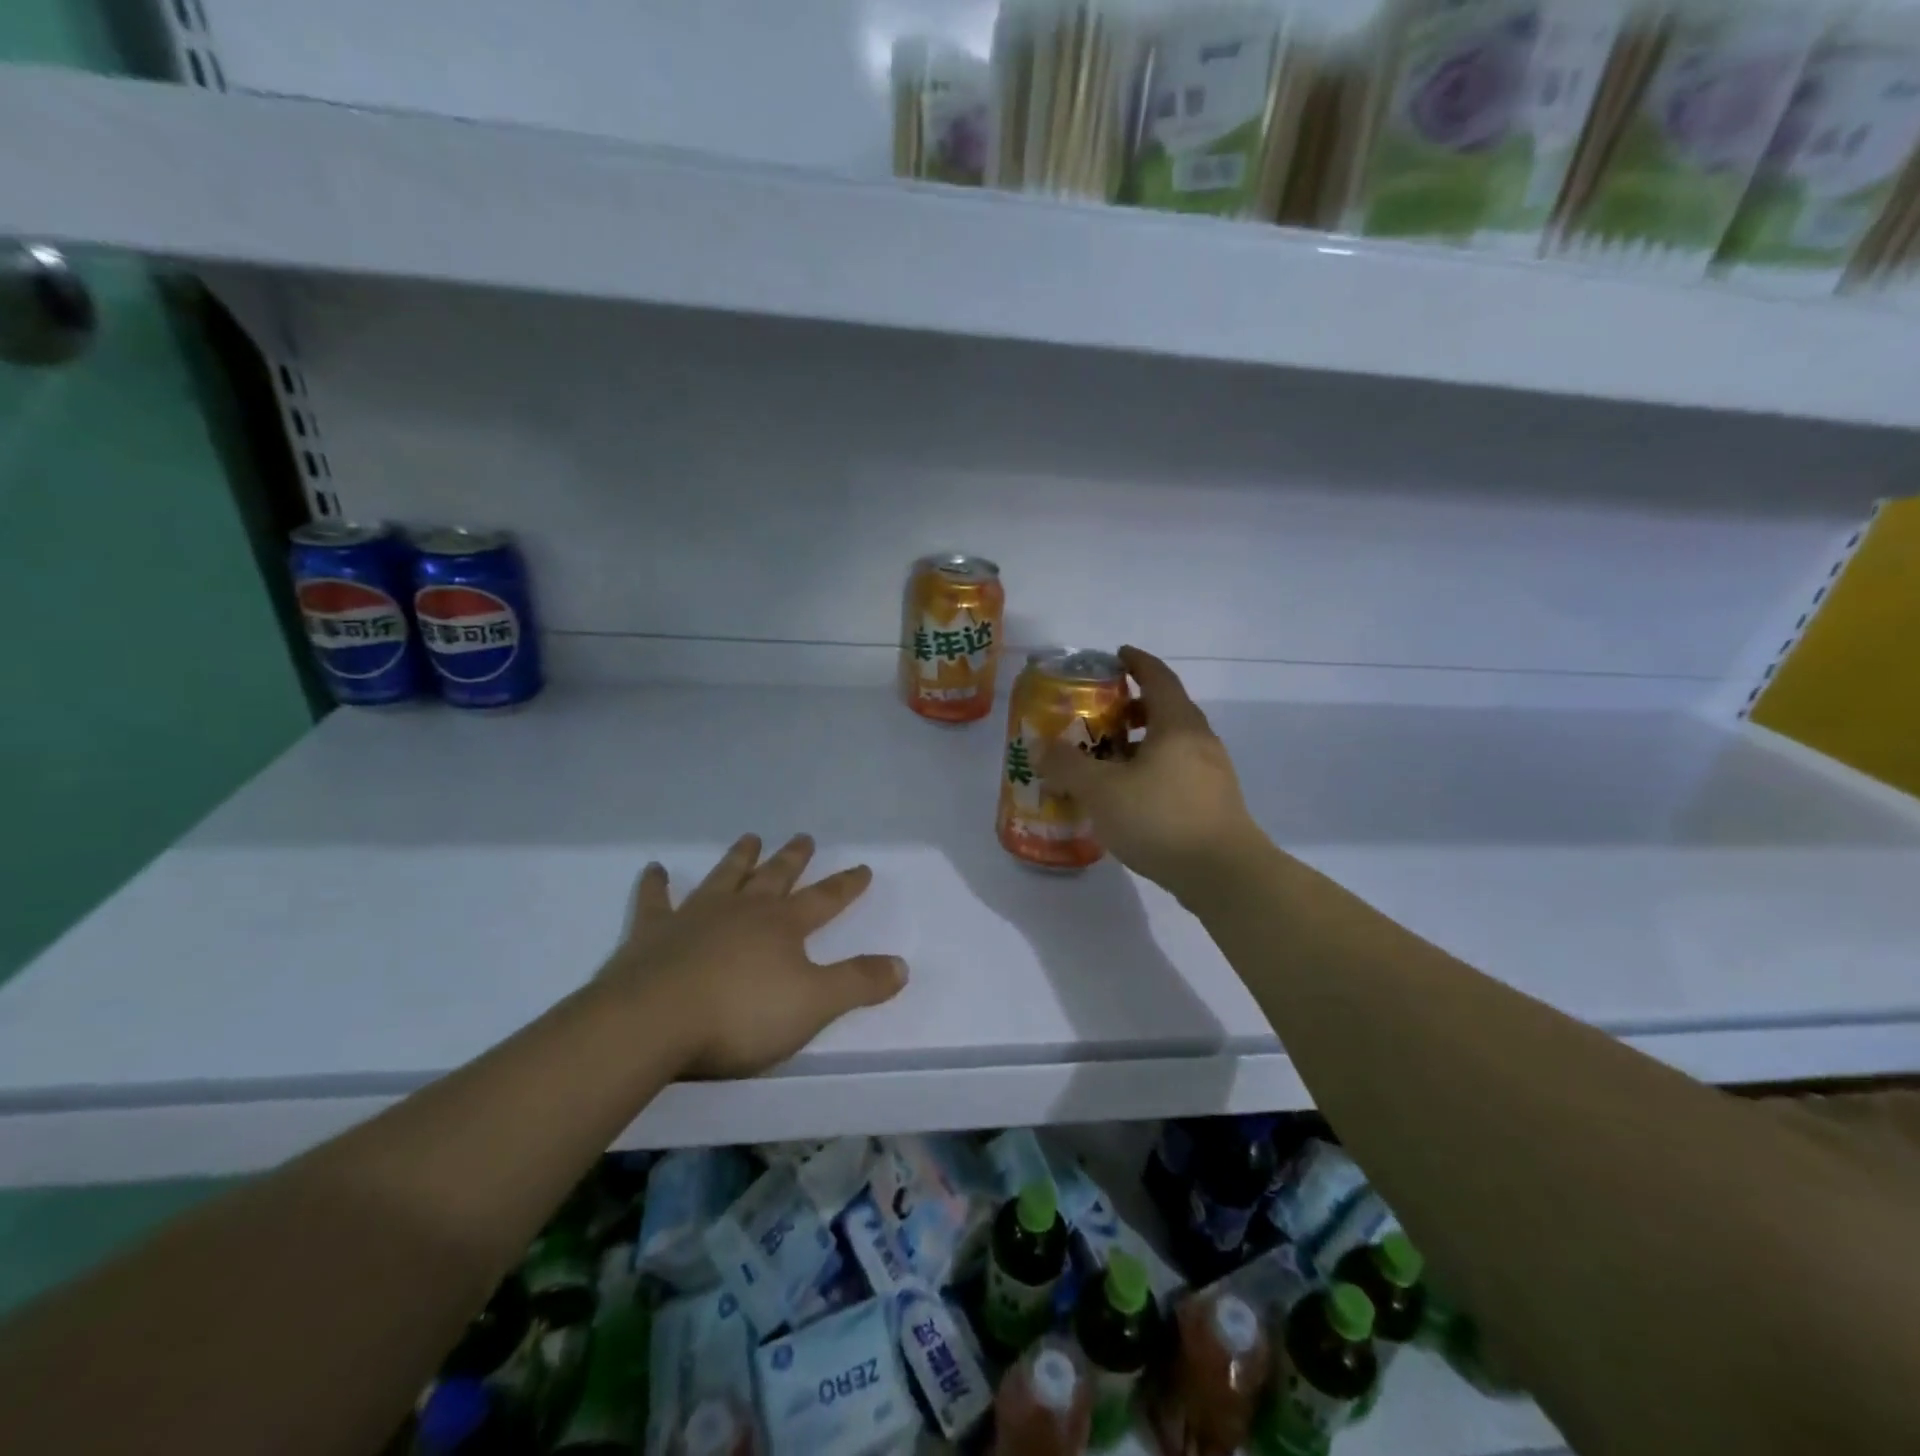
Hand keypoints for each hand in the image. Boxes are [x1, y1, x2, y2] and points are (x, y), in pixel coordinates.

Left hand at [597, 833, 907, 1079]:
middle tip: (804, 837)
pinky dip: (655, 884)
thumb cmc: (740, 1014)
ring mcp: (695, 917)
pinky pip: (655, 901)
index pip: (825, 899)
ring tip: (750, 837)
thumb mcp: (814, 1004)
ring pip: (724, 877)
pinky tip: (654, 869)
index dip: (847, 885)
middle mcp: (743, 911)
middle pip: (775, 877)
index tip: (863, 867)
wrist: (653, 1022)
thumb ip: (858, 983)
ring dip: (739, 858)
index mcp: (783, 926)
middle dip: (793, 858)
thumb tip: (902, 965)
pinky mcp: (652, 934)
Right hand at [1039, 646, 1267, 901]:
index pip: (1157, 677)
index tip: (1116, 656)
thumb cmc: (1160, 818)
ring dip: (1141, 742)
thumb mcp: (1101, 790)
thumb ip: (1068, 766)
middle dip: (1132, 707)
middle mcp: (1199, 740)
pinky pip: (1177, 770)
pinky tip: (1129, 794)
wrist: (1223, 873)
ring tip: (1108, 758)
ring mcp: (1211, 772)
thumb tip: (1041, 746)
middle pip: (1166, 709)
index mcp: (1177, 724)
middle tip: (1100, 714)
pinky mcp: (1213, 801)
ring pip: (1172, 743)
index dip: (1136, 662)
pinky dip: (1151, 769)